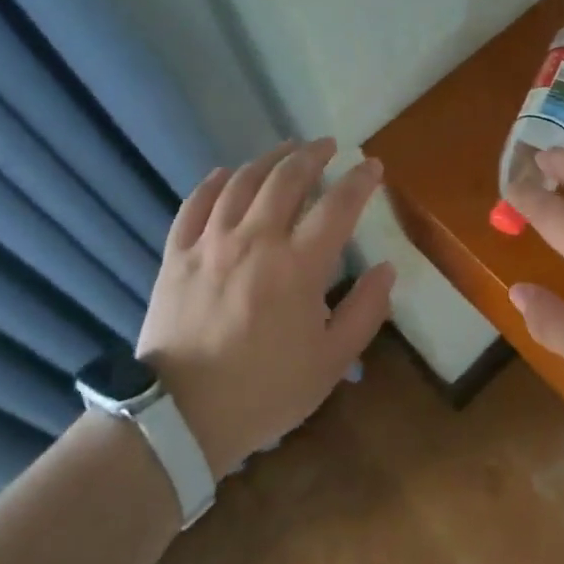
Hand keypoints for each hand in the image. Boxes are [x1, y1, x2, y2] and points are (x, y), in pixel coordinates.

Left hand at [138, 138, 392, 476]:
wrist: (181, 417)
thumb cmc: (265, 390)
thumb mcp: (331, 361)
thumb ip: (365, 310)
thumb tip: (386, 268)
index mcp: (298, 265)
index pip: (338, 205)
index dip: (360, 180)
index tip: (373, 166)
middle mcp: (255, 240)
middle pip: (287, 179)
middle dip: (312, 155)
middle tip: (328, 145)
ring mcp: (211, 243)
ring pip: (242, 182)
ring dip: (268, 159)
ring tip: (286, 149)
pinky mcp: (177, 255)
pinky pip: (194, 205)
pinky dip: (213, 183)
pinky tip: (226, 173)